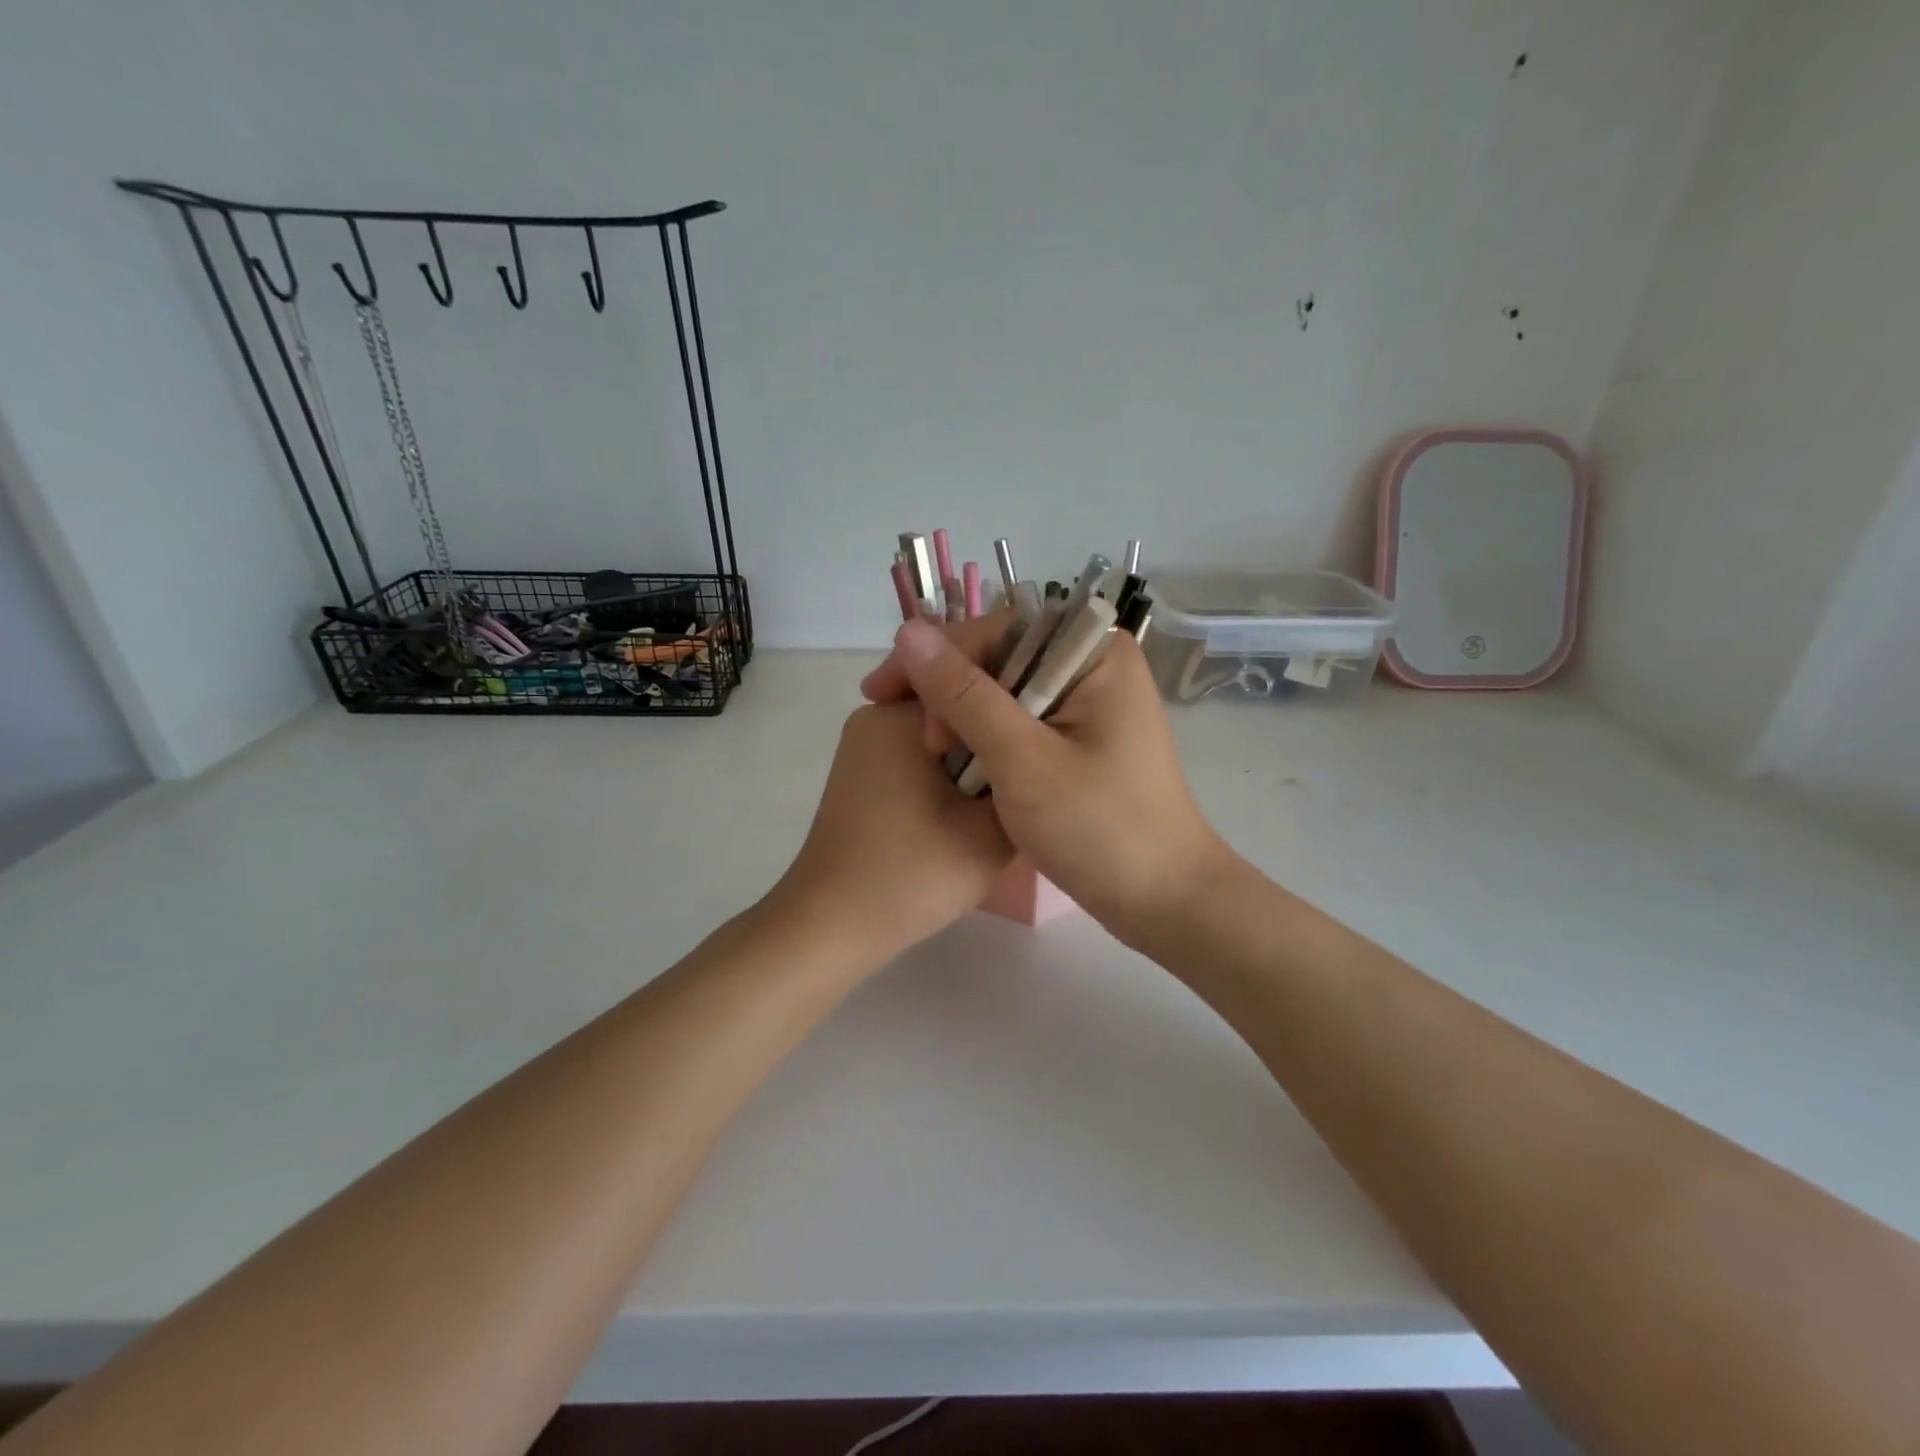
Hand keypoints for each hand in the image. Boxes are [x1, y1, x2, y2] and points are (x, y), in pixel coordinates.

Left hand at [772, 701, 1013, 966]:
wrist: (830, 926)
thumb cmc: (911, 875)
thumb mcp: (991, 833)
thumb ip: (1023, 784)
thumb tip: (1035, 758)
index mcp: (901, 715)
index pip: (978, 685)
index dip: (1017, 713)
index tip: (1046, 747)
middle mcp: (876, 715)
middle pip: (958, 708)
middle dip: (992, 739)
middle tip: (1029, 777)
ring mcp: (864, 745)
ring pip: (940, 735)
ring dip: (972, 760)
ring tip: (1001, 799)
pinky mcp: (861, 774)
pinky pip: (917, 755)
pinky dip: (945, 776)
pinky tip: (964, 812)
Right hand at [861, 616, 1228, 947]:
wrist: (1164, 901)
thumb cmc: (1101, 829)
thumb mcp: (1023, 761)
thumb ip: (964, 695)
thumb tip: (908, 632)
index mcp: (1094, 652)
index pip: (996, 628)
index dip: (936, 656)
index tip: (884, 695)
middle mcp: (1092, 665)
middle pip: (999, 656)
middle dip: (948, 692)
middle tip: (916, 742)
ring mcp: (1087, 703)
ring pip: (1003, 691)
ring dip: (961, 718)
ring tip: (928, 754)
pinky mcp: (1079, 738)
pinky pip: (1019, 721)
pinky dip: (985, 739)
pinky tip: (955, 760)